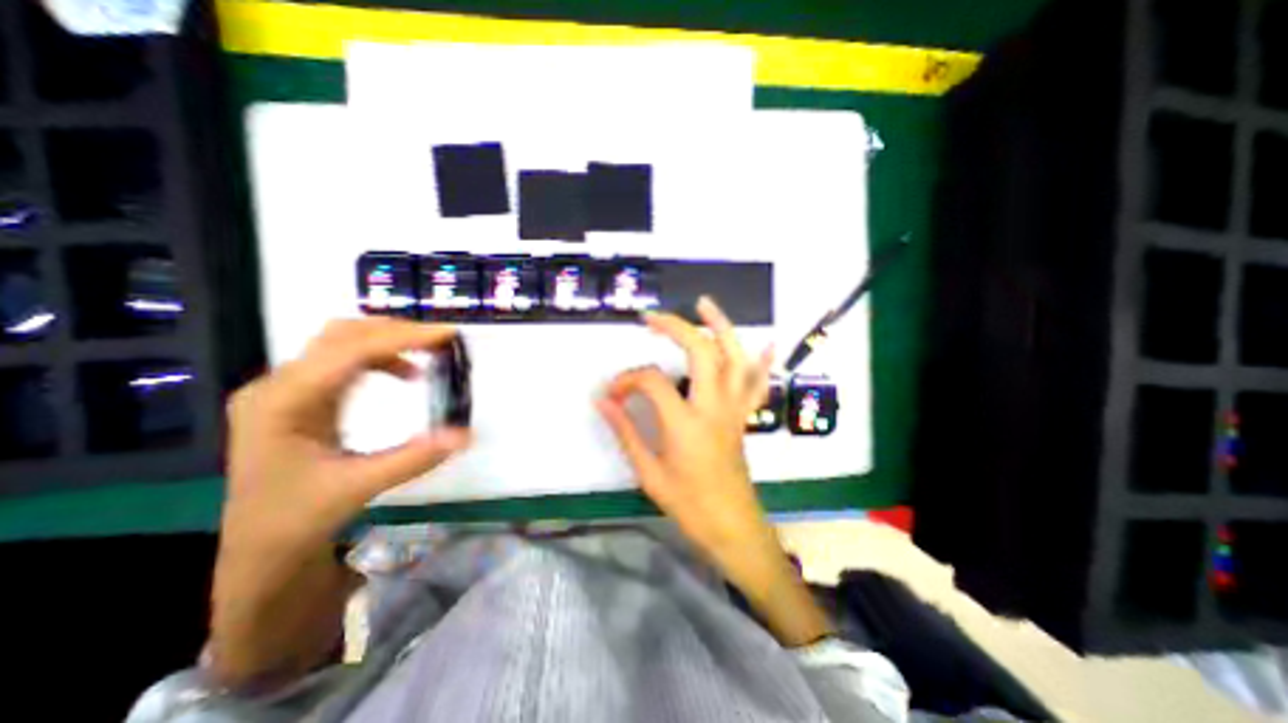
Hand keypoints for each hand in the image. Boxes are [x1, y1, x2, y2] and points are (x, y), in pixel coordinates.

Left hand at [219, 320, 470, 562]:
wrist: (259, 547)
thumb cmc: (298, 519)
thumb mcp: (360, 488)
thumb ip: (415, 458)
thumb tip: (466, 433)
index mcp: (283, 403)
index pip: (348, 351)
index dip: (401, 338)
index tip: (447, 335)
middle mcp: (279, 386)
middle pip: (342, 335)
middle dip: (397, 332)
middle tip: (442, 341)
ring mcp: (286, 389)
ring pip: (342, 342)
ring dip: (390, 342)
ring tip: (430, 354)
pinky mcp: (301, 397)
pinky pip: (344, 361)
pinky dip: (382, 358)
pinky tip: (406, 376)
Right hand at [597, 296, 829, 642]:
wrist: (732, 525)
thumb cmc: (688, 504)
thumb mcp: (648, 473)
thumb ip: (625, 431)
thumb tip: (603, 401)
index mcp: (686, 423)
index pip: (652, 381)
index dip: (627, 380)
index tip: (613, 393)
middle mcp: (714, 407)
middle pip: (701, 351)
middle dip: (676, 327)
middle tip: (652, 318)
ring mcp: (734, 408)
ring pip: (734, 357)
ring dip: (721, 326)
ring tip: (704, 305)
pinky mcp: (743, 415)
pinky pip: (757, 383)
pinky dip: (762, 361)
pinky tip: (767, 342)